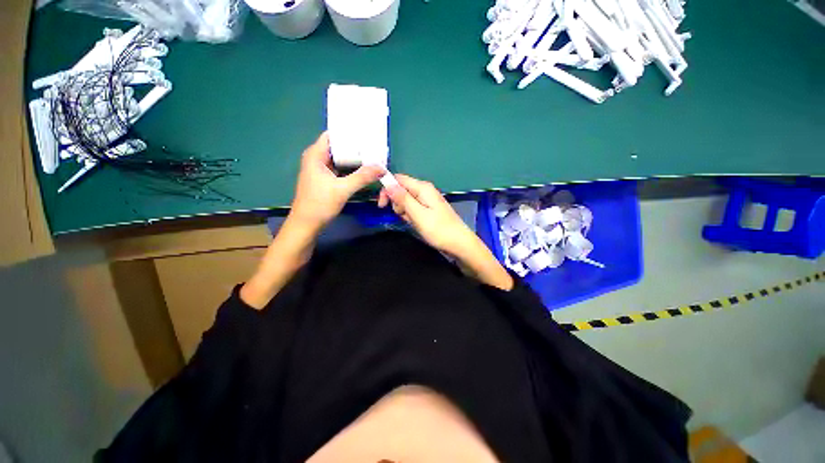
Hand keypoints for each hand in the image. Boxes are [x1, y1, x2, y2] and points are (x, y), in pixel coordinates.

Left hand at [290, 132, 383, 228]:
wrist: (307, 224)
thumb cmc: (319, 204)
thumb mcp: (343, 189)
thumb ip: (362, 177)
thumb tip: (382, 168)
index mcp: (315, 155)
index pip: (332, 135)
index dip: (348, 132)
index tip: (365, 132)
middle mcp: (317, 159)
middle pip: (338, 147)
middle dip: (355, 146)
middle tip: (374, 145)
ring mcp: (321, 170)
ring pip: (340, 158)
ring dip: (354, 158)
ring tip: (372, 155)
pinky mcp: (326, 179)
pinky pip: (340, 168)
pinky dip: (351, 168)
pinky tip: (363, 169)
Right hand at [378, 174, 475, 254]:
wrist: (459, 243)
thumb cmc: (439, 230)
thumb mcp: (418, 214)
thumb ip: (403, 199)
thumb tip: (388, 183)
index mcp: (422, 187)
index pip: (398, 179)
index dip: (387, 189)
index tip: (381, 205)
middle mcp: (424, 190)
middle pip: (401, 190)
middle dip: (397, 203)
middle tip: (405, 216)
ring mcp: (427, 200)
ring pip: (406, 201)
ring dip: (404, 212)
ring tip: (414, 222)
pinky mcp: (428, 209)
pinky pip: (413, 208)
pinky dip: (411, 216)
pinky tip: (417, 223)